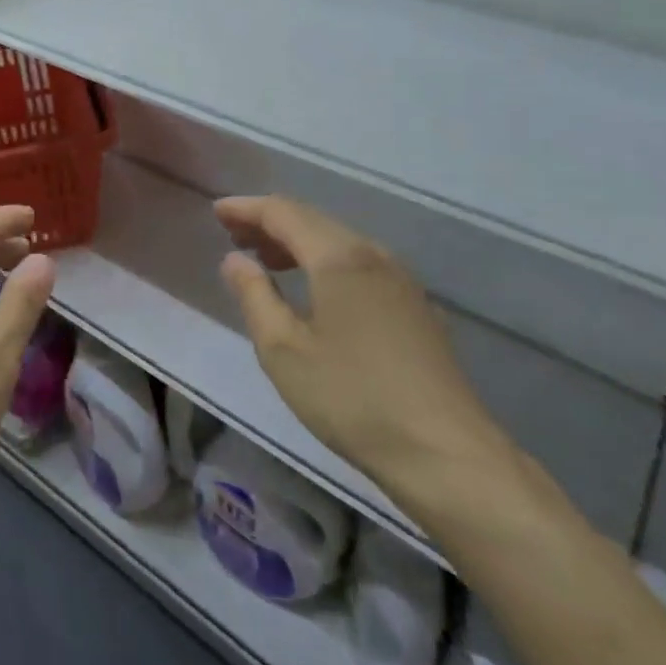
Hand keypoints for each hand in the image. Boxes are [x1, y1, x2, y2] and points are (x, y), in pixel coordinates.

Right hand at [215, 195, 507, 491]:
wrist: (448, 455)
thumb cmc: (353, 399)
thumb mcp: (283, 351)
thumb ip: (254, 296)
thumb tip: (235, 260)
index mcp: (338, 257)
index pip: (284, 212)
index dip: (247, 209)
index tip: (217, 212)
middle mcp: (372, 255)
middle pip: (313, 220)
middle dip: (270, 222)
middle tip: (234, 236)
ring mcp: (401, 280)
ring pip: (339, 242)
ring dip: (298, 242)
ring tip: (266, 261)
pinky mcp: (415, 307)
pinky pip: (359, 264)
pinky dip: (325, 261)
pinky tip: (315, 290)